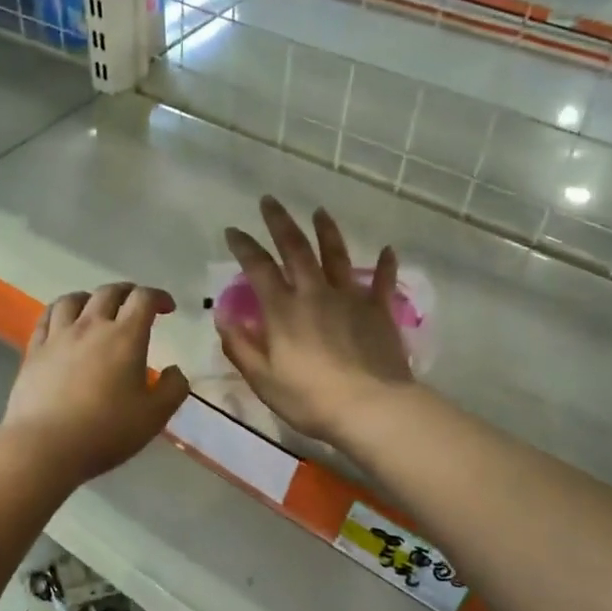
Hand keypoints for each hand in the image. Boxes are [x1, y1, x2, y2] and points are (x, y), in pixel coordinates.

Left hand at [3, 284, 190, 484]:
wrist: (45, 446)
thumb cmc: (106, 431)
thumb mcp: (154, 416)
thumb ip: (173, 389)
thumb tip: (175, 371)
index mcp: (125, 337)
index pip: (143, 299)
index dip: (158, 297)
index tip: (167, 308)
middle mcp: (91, 326)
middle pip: (109, 292)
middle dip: (127, 292)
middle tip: (136, 303)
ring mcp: (58, 336)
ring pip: (73, 299)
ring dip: (91, 297)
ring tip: (96, 307)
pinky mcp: (34, 351)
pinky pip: (46, 318)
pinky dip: (60, 312)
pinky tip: (62, 321)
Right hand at [219, 197, 413, 442]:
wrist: (371, 409)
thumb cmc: (310, 399)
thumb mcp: (263, 380)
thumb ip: (241, 347)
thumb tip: (222, 318)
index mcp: (284, 310)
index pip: (259, 268)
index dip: (244, 247)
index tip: (234, 231)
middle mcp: (315, 294)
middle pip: (296, 249)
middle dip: (280, 223)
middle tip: (270, 201)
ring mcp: (350, 299)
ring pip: (336, 256)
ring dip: (326, 231)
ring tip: (319, 211)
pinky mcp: (379, 311)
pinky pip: (382, 282)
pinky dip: (385, 265)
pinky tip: (389, 250)